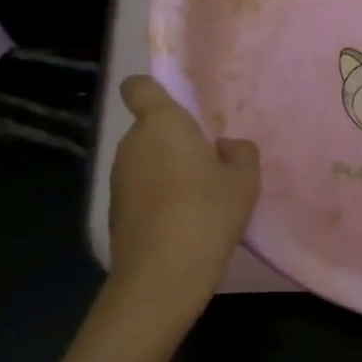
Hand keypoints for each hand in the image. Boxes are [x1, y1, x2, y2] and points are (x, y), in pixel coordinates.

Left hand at [108, 76, 258, 310]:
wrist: (163, 273)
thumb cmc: (208, 213)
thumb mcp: (245, 181)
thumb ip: (241, 153)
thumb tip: (226, 146)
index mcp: (162, 125)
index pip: (139, 87)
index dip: (154, 91)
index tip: (180, 109)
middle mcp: (132, 144)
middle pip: (150, 128)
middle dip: (175, 141)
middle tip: (210, 166)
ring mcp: (119, 177)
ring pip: (146, 160)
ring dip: (168, 171)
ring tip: (200, 198)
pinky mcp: (116, 209)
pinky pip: (141, 189)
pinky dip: (158, 197)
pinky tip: (183, 222)